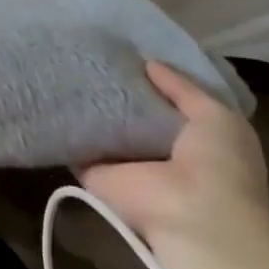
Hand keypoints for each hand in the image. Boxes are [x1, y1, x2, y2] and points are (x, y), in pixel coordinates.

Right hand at [80, 60, 268, 256]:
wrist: (193, 217)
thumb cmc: (219, 165)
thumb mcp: (215, 116)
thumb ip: (182, 88)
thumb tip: (148, 63)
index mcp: (190, 138)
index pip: (164, 101)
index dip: (148, 78)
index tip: (124, 50)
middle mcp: (155, 150)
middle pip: (129, 112)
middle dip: (113, 87)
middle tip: (87, 53)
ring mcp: (123, 162)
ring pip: (100, 126)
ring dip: (86, 103)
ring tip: (62, 64)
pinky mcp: (93, 171)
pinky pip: (75, 142)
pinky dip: (63, 124)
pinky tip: (49, 92)